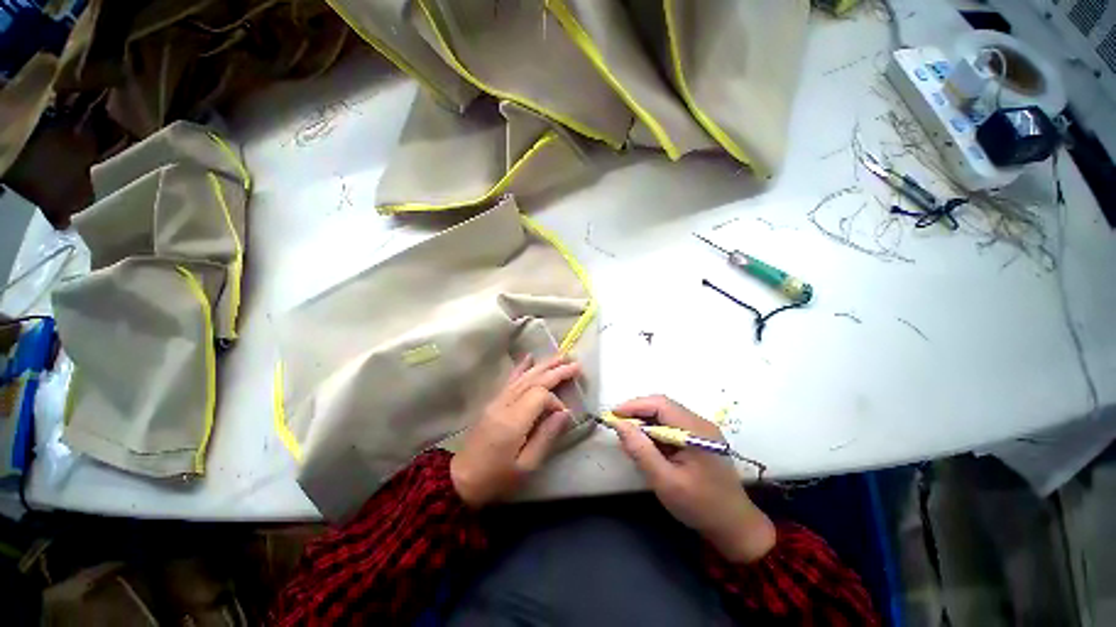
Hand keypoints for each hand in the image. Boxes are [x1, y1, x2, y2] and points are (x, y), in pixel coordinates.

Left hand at [450, 355, 580, 507]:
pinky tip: (529, 357)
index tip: (562, 415)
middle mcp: (504, 404)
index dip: (555, 401)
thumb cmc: (497, 477)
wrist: (462, 480)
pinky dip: (521, 367)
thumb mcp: (526, 466)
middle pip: (533, 380)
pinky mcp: (493, 402)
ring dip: (543, 365)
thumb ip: (546, 436)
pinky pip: (510, 380)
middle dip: (556, 371)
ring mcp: (497, 401)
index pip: (539, 396)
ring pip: (523, 377)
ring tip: (561, 357)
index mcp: (513, 421)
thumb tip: (565, 413)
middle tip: (576, 364)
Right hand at [612, 396, 775, 562]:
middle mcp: (700, 423)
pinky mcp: (699, 438)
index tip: (613, 416)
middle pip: (662, 406)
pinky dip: (656, 432)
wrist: (734, 526)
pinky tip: (647, 446)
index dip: (634, 405)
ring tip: (629, 439)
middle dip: (638, 413)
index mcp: (696, 430)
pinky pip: (672, 426)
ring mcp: (701, 430)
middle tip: (619, 427)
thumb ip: (641, 451)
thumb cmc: (700, 506)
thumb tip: (619, 425)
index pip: (660, 404)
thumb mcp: (665, 481)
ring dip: (645, 423)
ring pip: (666, 415)